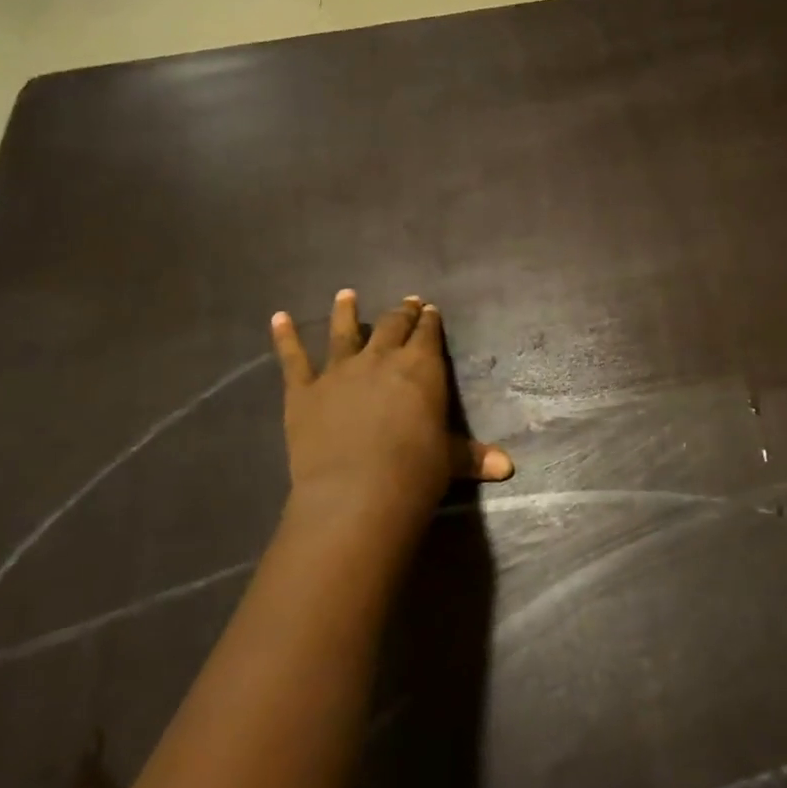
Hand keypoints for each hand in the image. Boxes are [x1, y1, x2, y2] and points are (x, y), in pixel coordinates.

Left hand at [270, 291, 511, 554]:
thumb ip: (474, 456)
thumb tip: (508, 467)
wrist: (357, 492)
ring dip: (345, 312)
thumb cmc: (416, 472)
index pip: (427, 334)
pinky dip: (285, 337)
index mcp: (421, 368)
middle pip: (391, 326)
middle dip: (400, 313)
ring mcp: (339, 371)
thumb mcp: (450, 461)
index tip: (429, 309)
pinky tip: (278, 318)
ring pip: (343, 332)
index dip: (429, 321)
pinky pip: (293, 358)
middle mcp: (381, 359)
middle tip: (405, 303)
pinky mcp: (304, 391)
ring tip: (345, 295)